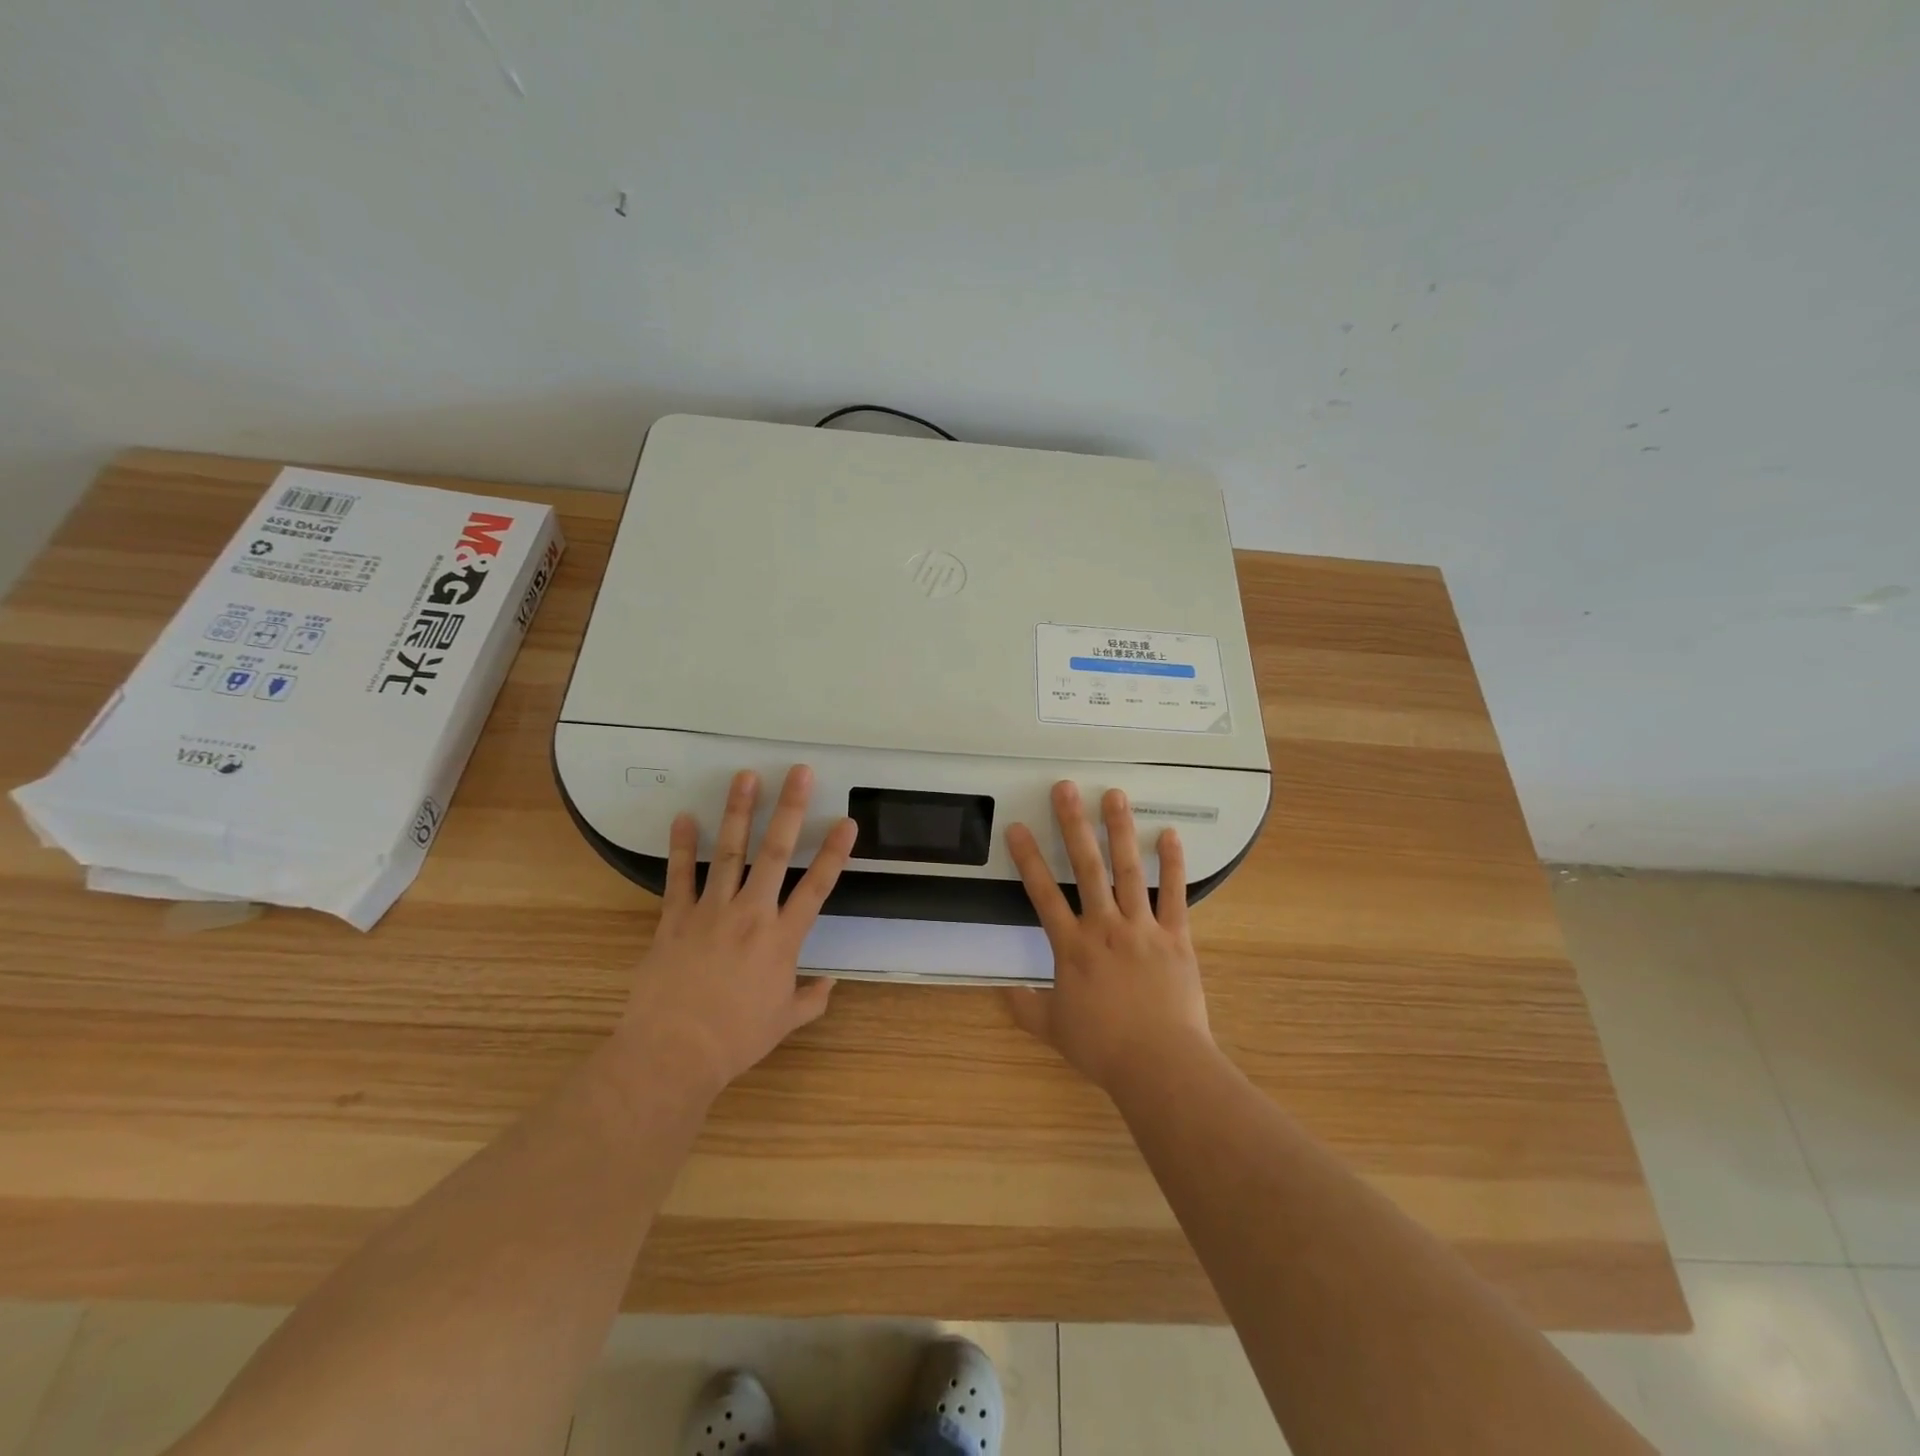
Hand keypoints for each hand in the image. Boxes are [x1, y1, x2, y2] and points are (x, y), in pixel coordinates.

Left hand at [616, 765, 856, 1101]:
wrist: (673, 1053)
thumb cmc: (735, 1039)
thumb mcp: (783, 1023)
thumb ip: (811, 1000)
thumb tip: (830, 984)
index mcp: (782, 939)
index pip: (817, 887)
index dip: (834, 852)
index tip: (847, 821)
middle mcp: (751, 914)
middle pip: (775, 853)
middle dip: (789, 809)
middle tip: (798, 772)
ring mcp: (711, 912)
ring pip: (729, 852)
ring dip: (738, 812)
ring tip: (745, 776)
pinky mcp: (675, 919)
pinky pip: (679, 877)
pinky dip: (681, 846)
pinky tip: (683, 817)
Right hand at [1003, 781, 1213, 1093]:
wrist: (1160, 1064)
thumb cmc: (1103, 1047)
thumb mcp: (1054, 1029)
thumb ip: (1026, 1007)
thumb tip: (1002, 992)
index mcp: (1072, 947)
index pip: (1043, 894)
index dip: (1028, 859)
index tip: (1018, 827)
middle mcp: (1104, 927)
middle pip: (1086, 867)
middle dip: (1073, 824)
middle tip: (1066, 788)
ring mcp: (1142, 928)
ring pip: (1128, 870)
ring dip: (1120, 830)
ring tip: (1114, 795)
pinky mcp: (1176, 937)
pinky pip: (1175, 894)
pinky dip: (1172, 863)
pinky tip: (1169, 834)